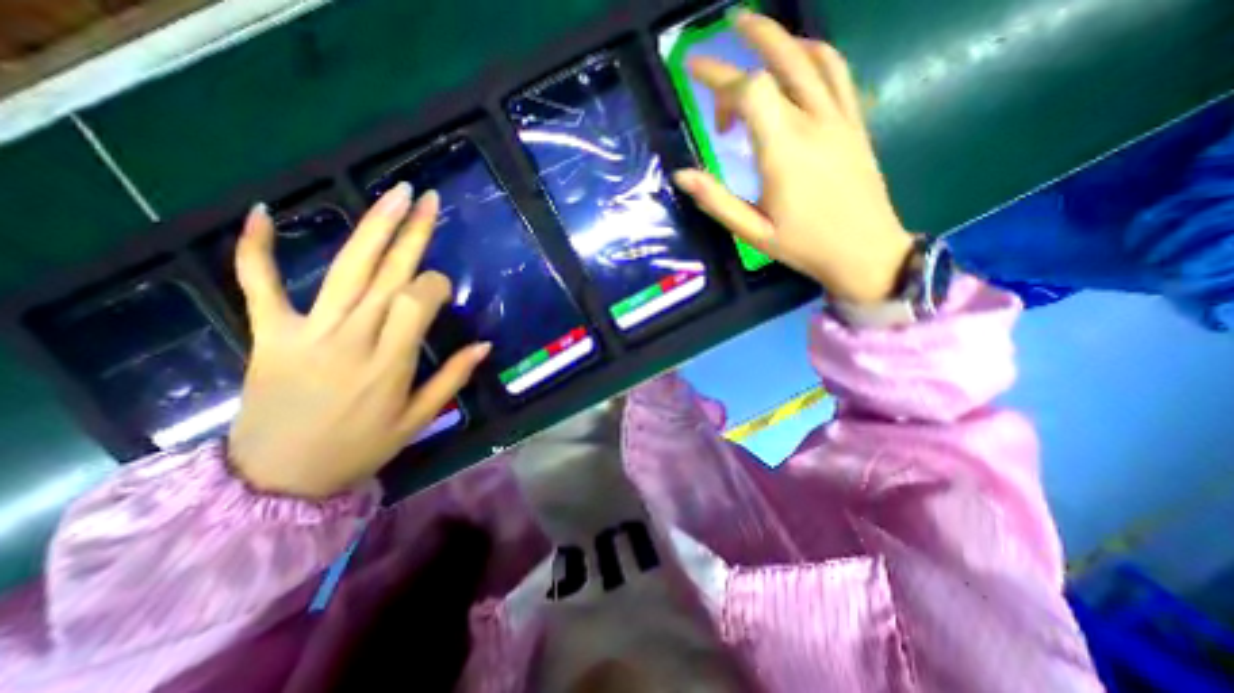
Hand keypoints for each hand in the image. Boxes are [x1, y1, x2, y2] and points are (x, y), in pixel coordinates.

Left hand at [227, 185, 489, 498]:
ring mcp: (306, 332)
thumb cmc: (361, 448)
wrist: (278, 478)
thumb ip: (452, 378)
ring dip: (371, 228)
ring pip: (345, 270)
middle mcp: (352, 338)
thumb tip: (484, 344)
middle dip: (412, 233)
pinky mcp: (269, 333)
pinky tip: (265, 211)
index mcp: (390, 363)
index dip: (435, 285)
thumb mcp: (419, 420)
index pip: (417, 301)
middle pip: (387, 274)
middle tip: (427, 198)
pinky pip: (258, 285)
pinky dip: (257, 249)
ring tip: (392, 195)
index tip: (442, 288)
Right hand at [670, 10, 908, 302]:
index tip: (695, 76)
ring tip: (762, 38)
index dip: (719, 79)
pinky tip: (802, 60)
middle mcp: (813, 122)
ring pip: (815, 58)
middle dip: (754, 36)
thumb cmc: (804, 245)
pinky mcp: (855, 123)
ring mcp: (840, 118)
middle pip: (784, 58)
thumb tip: (682, 175)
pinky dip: (816, 55)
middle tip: (731, 24)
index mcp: (784, 150)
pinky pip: (838, 74)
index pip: (750, 91)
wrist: (865, 251)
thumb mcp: (752, 231)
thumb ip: (716, 200)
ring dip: (786, 39)